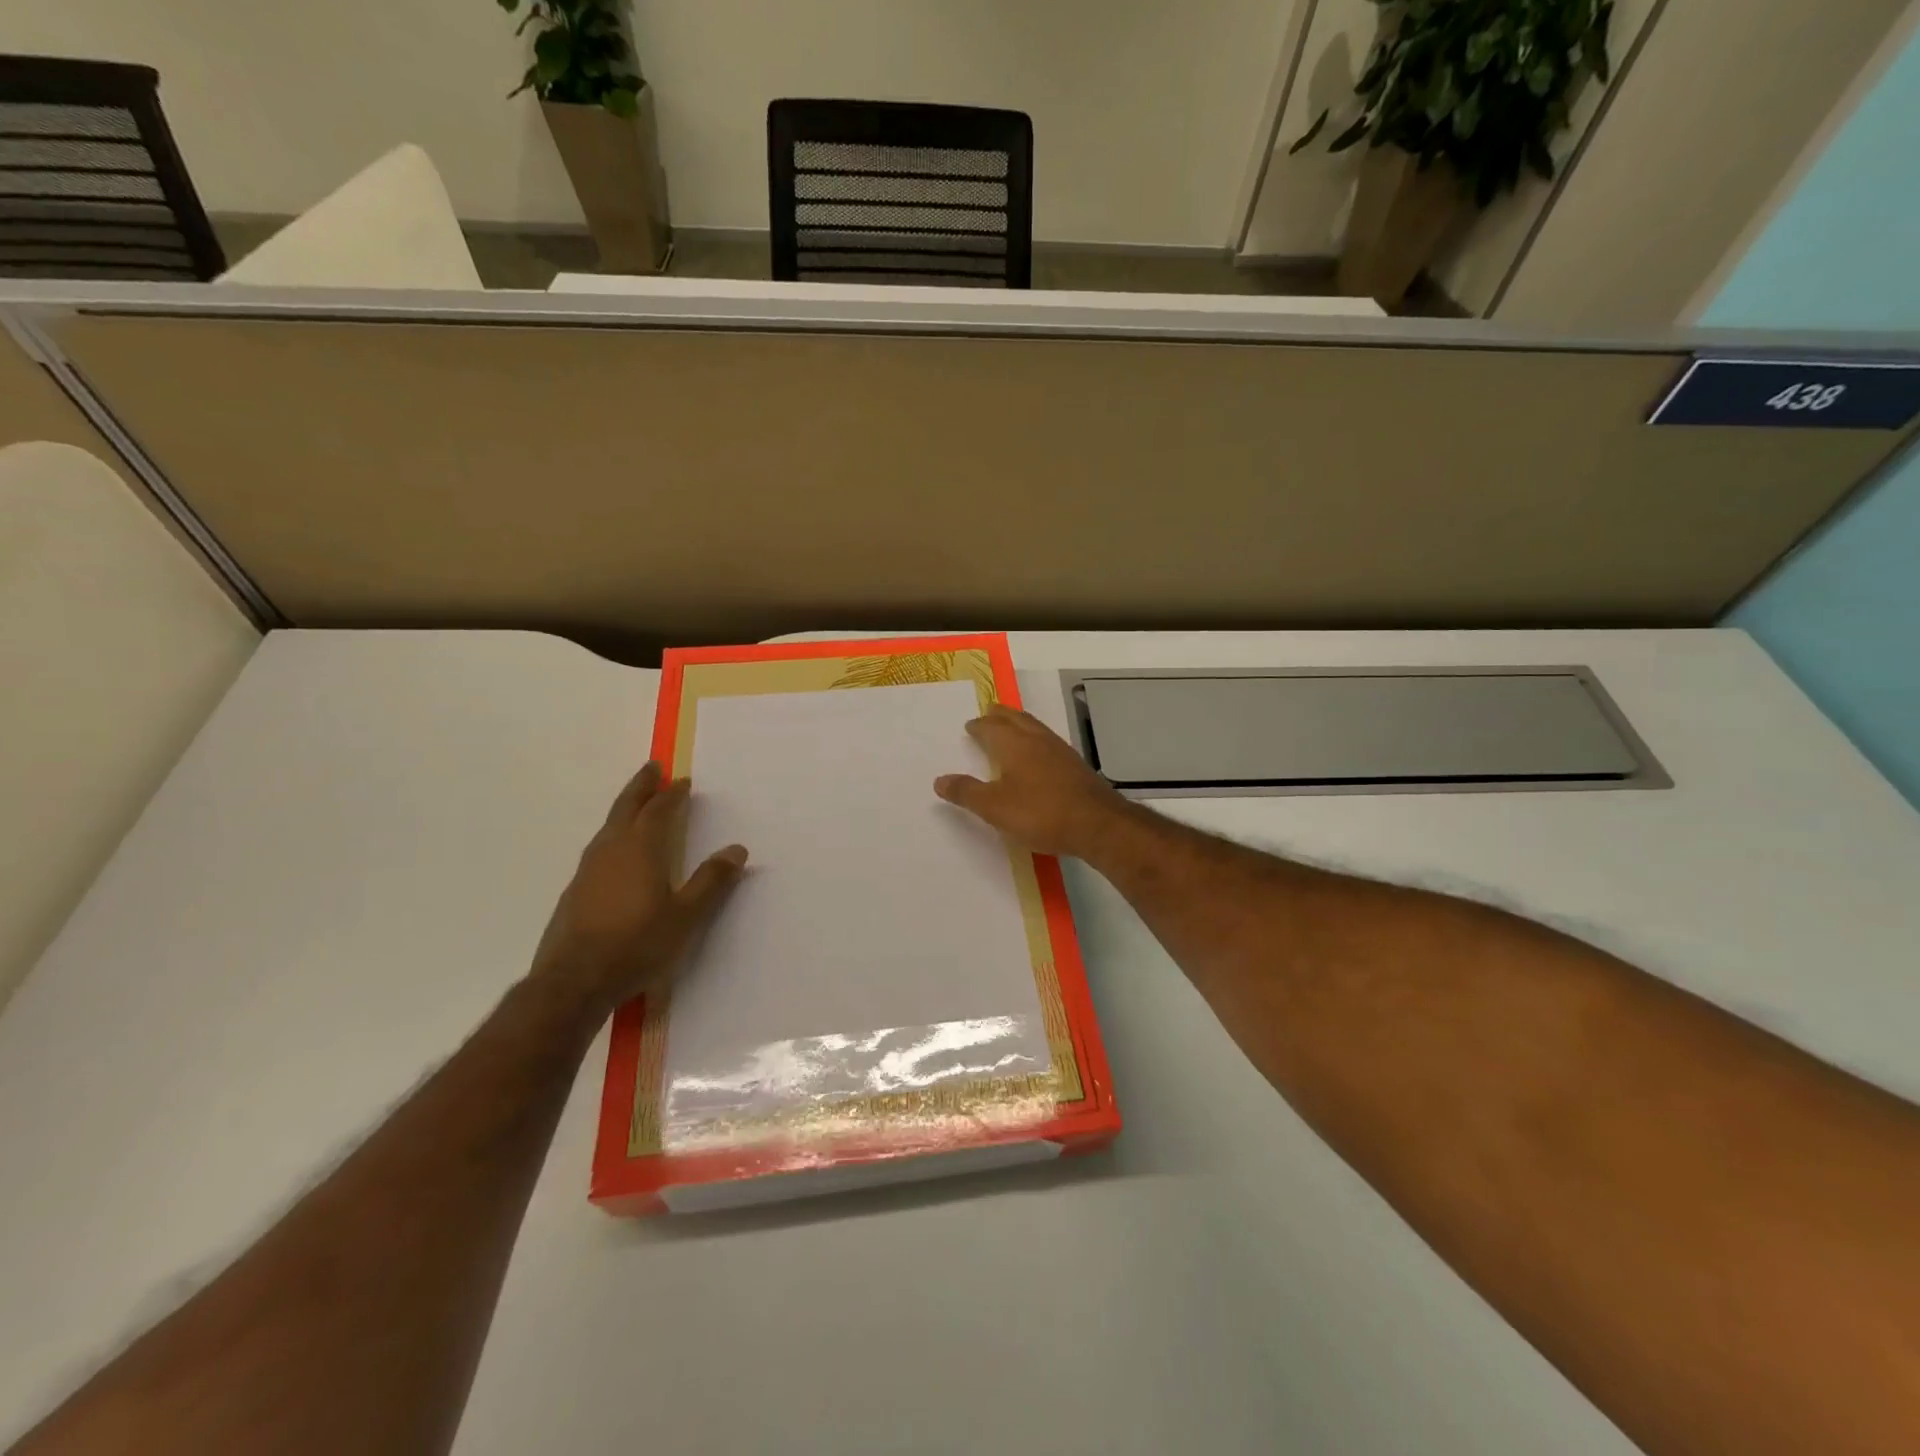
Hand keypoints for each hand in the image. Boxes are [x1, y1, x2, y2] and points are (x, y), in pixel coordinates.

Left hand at [530, 763, 747, 1016]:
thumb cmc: (637, 945)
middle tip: (652, 768)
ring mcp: (588, 870)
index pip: (658, 811)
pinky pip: (599, 848)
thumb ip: (711, 881)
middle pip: (626, 808)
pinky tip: (616, 852)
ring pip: (609, 827)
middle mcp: (611, 850)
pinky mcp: (575, 891)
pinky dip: (613, 835)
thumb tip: (737, 850)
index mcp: (641, 849)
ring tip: (636, 805)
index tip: (683, 781)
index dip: (672, 794)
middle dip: (641, 787)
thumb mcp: (686, 916)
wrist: (574, 982)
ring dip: (625, 809)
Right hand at [934, 704, 1129, 859]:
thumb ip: (967, 792)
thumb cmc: (1040, 813)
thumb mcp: (995, 808)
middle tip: (989, 712)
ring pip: (1034, 727)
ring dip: (1019, 723)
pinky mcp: (1075, 765)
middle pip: (1015, 719)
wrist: (1096, 824)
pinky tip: (1038, 753)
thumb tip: (939, 780)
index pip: (991, 728)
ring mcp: (1059, 750)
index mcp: (1014, 745)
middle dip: (1000, 715)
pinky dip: (1035, 738)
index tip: (971, 725)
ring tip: (1011, 726)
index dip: (979, 726)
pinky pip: (1048, 741)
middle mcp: (1036, 740)